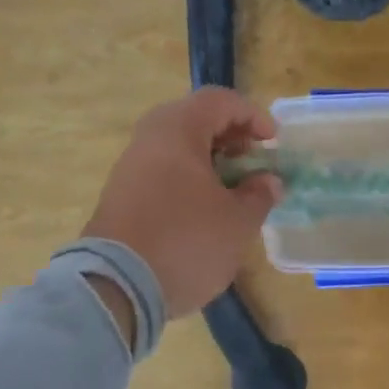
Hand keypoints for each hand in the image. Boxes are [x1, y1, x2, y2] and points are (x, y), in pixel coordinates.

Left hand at [82, 89, 282, 320]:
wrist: (115, 288)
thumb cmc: (186, 242)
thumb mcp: (237, 222)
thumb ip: (259, 195)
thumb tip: (267, 181)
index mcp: (177, 130)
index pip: (220, 101)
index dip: (253, 116)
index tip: (273, 144)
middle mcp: (148, 139)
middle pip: (195, 119)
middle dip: (230, 137)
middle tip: (252, 161)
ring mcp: (129, 167)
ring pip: (176, 147)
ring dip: (209, 160)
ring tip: (232, 189)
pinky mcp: (120, 196)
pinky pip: (161, 171)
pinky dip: (188, 178)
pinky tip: (204, 209)